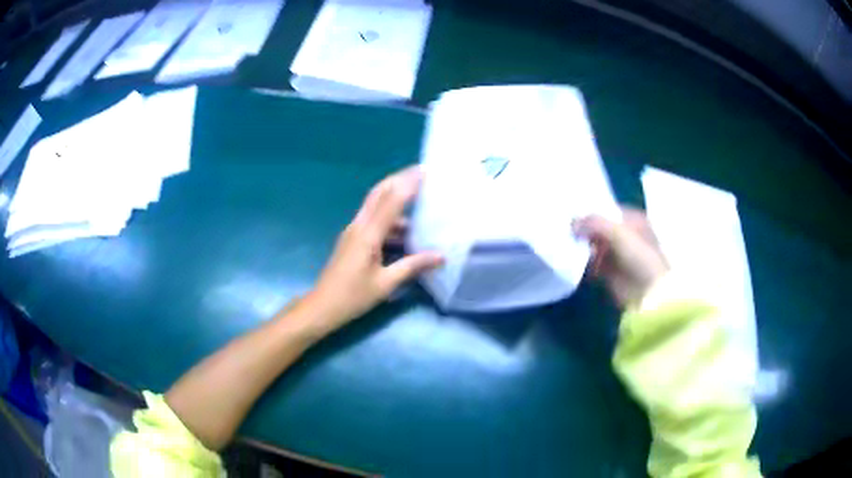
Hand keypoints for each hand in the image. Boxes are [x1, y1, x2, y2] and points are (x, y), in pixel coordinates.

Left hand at [303, 167, 442, 332]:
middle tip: (419, 172)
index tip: (424, 171)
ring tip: (419, 203)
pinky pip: (372, 220)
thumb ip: (412, 266)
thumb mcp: (386, 283)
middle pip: (378, 193)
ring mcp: (353, 231)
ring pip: (374, 205)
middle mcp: (359, 226)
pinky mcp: (352, 239)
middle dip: (398, 179)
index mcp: (368, 235)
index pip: (391, 201)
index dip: (408, 184)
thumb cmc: (353, 296)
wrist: (323, 306)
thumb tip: (440, 256)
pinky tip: (405, 231)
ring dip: (395, 199)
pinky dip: (389, 218)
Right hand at [573, 208, 668, 308]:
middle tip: (566, 227)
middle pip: (600, 228)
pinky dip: (583, 263)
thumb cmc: (640, 257)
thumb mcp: (618, 233)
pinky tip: (573, 260)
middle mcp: (625, 234)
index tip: (572, 211)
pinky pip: (592, 263)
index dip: (591, 210)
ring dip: (583, 246)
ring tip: (566, 243)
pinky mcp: (610, 272)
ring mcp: (618, 254)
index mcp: (633, 219)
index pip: (607, 210)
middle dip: (585, 228)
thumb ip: (594, 223)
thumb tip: (572, 223)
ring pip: (595, 245)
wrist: (648, 292)